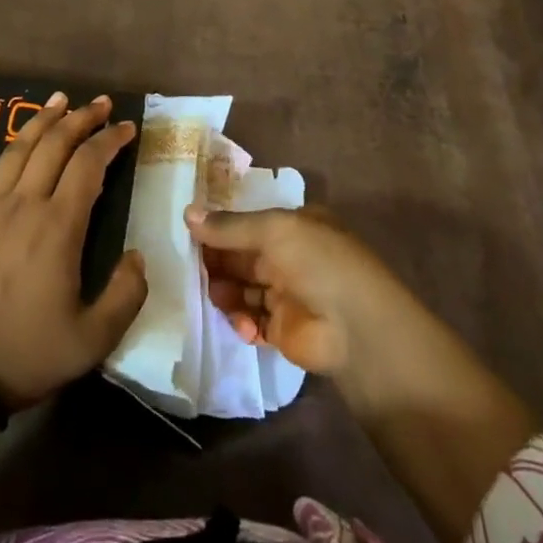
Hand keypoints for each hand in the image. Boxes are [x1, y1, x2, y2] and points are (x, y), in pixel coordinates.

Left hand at [0, 93, 147, 408]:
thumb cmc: (24, 355)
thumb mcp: (93, 340)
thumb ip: (126, 295)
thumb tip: (137, 256)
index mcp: (59, 227)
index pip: (90, 165)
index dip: (110, 140)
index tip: (126, 127)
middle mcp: (25, 204)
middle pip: (55, 146)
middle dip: (81, 119)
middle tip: (99, 104)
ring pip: (18, 149)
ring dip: (40, 120)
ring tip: (58, 99)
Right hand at [186, 202, 425, 378]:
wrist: (356, 329)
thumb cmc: (317, 262)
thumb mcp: (274, 230)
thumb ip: (229, 226)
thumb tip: (186, 213)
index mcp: (294, 225)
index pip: (249, 222)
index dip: (220, 227)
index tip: (189, 232)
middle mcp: (290, 256)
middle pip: (242, 255)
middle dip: (217, 260)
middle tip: (190, 266)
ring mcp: (287, 293)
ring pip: (242, 286)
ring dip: (225, 290)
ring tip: (215, 295)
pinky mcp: (282, 329)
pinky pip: (251, 319)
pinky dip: (241, 320)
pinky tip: (242, 324)